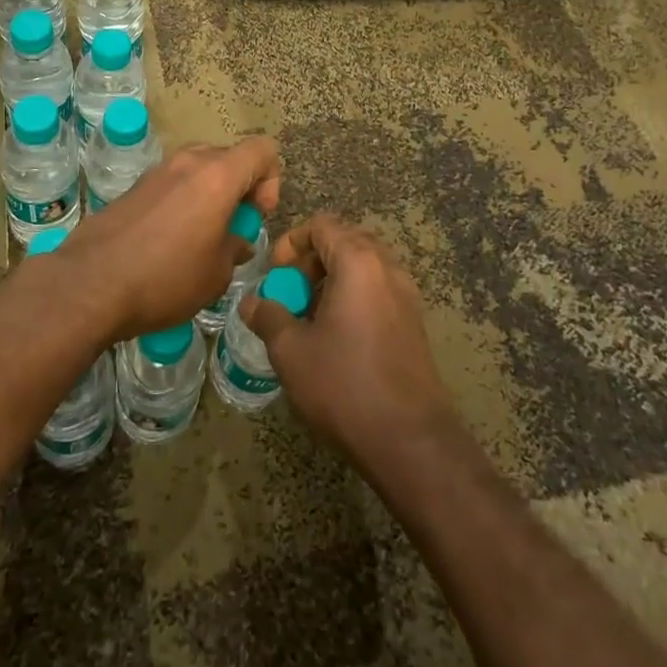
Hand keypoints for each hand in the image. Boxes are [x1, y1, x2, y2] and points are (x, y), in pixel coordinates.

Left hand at [58, 136, 280, 340]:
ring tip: (201, 237)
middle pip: (229, 156)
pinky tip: (169, 242)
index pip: (262, 149)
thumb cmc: (165, 279)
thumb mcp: (216, 274)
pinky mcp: (133, 186)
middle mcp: (188, 162)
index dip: (271, 179)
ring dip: (209, 194)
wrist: (90, 283)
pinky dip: (182, 201)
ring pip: (198, 168)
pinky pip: (172, 183)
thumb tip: (235, 240)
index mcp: (217, 176)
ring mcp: (157, 171)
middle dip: (239, 187)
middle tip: (231, 229)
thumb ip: (235, 248)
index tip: (256, 215)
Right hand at [243, 214, 455, 463]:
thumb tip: (251, 303)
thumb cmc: (344, 385)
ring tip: (311, 316)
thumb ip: (269, 317)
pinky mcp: (415, 323)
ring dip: (334, 278)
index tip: (275, 273)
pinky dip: (355, 297)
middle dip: (313, 259)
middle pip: (346, 240)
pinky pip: (379, 290)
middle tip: (292, 292)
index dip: (292, 241)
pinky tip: (338, 336)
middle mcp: (387, 268)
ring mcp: (406, 295)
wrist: (411, 441)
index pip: (322, 225)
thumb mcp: (291, 351)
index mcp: (358, 262)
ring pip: (365, 266)